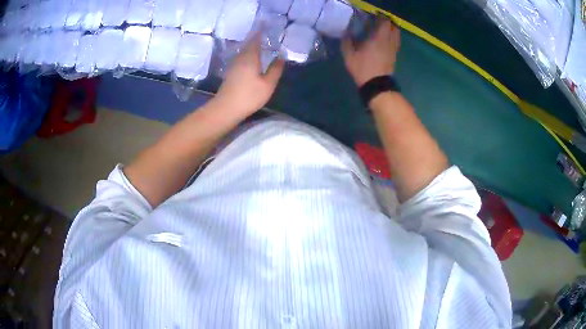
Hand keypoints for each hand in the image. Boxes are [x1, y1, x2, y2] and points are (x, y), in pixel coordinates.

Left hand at [216, 36, 284, 114]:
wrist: (226, 108)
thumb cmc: (249, 96)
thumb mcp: (268, 84)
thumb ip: (276, 69)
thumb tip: (281, 56)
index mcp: (250, 57)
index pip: (256, 39)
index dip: (261, 31)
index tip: (266, 24)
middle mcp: (241, 57)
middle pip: (249, 43)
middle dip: (258, 37)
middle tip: (267, 33)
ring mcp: (234, 64)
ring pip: (245, 50)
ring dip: (253, 45)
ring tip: (263, 44)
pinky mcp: (231, 72)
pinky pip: (242, 57)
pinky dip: (249, 53)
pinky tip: (254, 58)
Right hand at [342, 19, 399, 86]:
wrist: (376, 85)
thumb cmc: (363, 69)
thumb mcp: (349, 56)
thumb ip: (347, 42)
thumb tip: (346, 33)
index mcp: (379, 38)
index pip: (385, 23)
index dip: (380, 18)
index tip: (373, 18)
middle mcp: (389, 41)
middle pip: (394, 28)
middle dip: (387, 23)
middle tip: (378, 24)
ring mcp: (393, 49)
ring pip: (397, 35)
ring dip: (391, 31)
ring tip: (382, 31)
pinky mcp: (394, 56)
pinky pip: (396, 43)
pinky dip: (392, 39)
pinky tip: (385, 41)